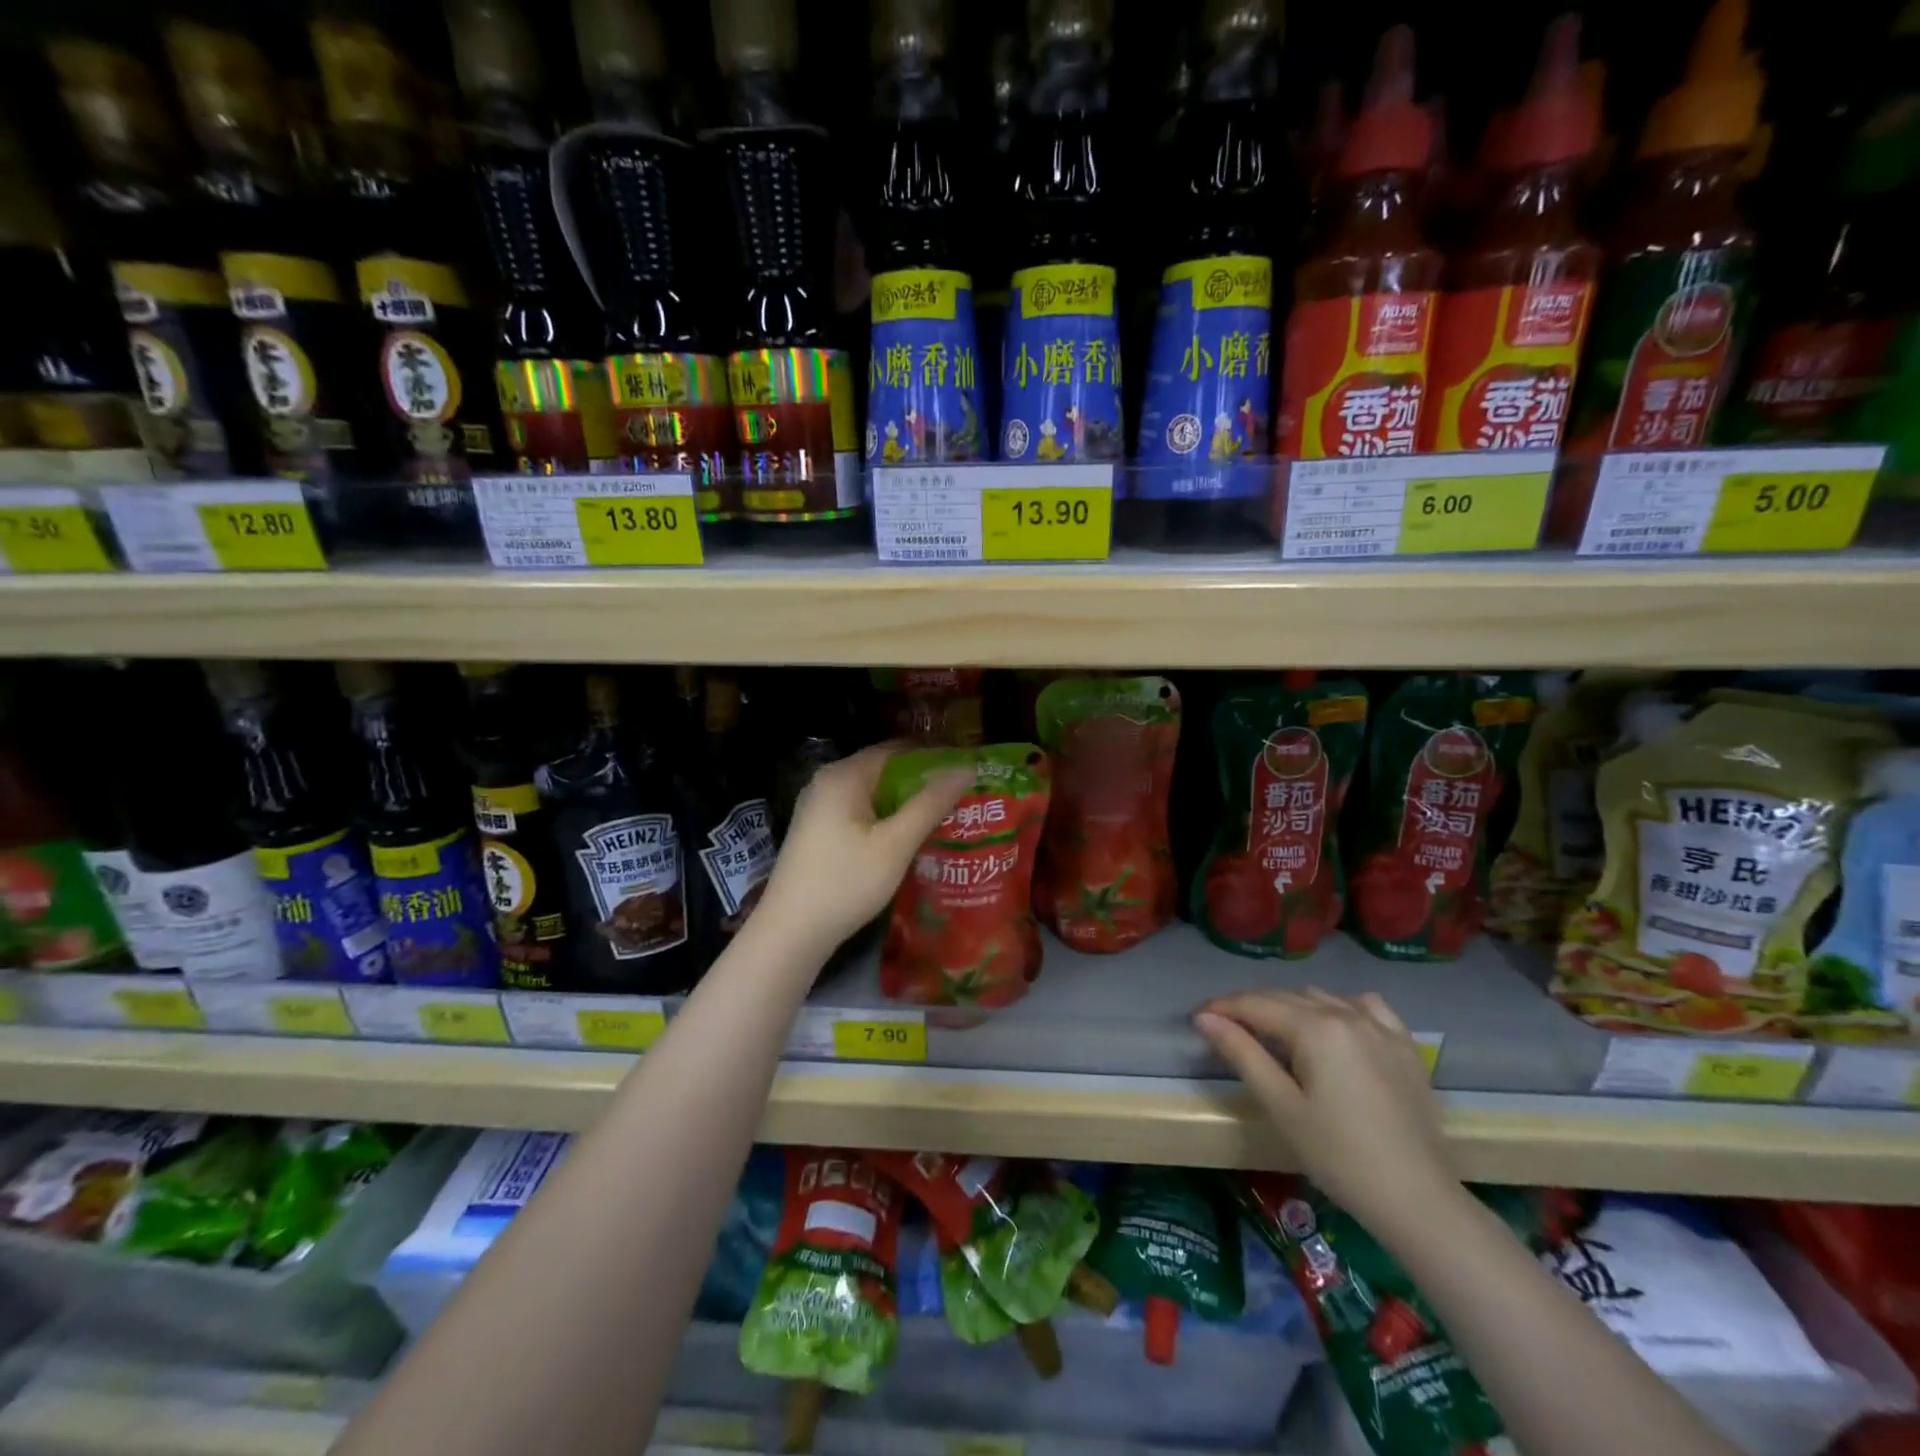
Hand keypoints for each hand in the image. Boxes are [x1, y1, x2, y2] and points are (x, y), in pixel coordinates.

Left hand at [757, 742, 971, 955]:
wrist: (790, 932)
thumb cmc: (845, 883)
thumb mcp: (895, 844)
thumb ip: (930, 804)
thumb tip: (966, 768)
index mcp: (843, 775)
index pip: (896, 749)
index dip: (933, 757)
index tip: (965, 771)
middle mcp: (826, 782)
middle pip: (883, 770)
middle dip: (921, 783)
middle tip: (961, 798)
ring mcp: (817, 807)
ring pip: (872, 794)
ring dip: (904, 804)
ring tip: (943, 817)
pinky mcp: (816, 830)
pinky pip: (858, 812)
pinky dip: (884, 818)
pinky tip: (907, 838)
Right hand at [1195, 989, 1458, 1237]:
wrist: (1418, 1200)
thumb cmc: (1340, 1157)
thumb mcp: (1281, 1106)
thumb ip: (1242, 1053)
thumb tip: (1205, 1018)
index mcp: (1315, 1028)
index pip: (1255, 1004)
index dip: (1222, 1008)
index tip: (1197, 1018)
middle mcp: (1346, 1014)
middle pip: (1285, 997)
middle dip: (1251, 1007)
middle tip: (1225, 1028)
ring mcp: (1380, 1027)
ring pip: (1321, 998)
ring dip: (1290, 1006)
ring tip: (1272, 1031)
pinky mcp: (1404, 1045)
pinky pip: (1364, 1005)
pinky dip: (1340, 1006)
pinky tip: (1333, 1025)